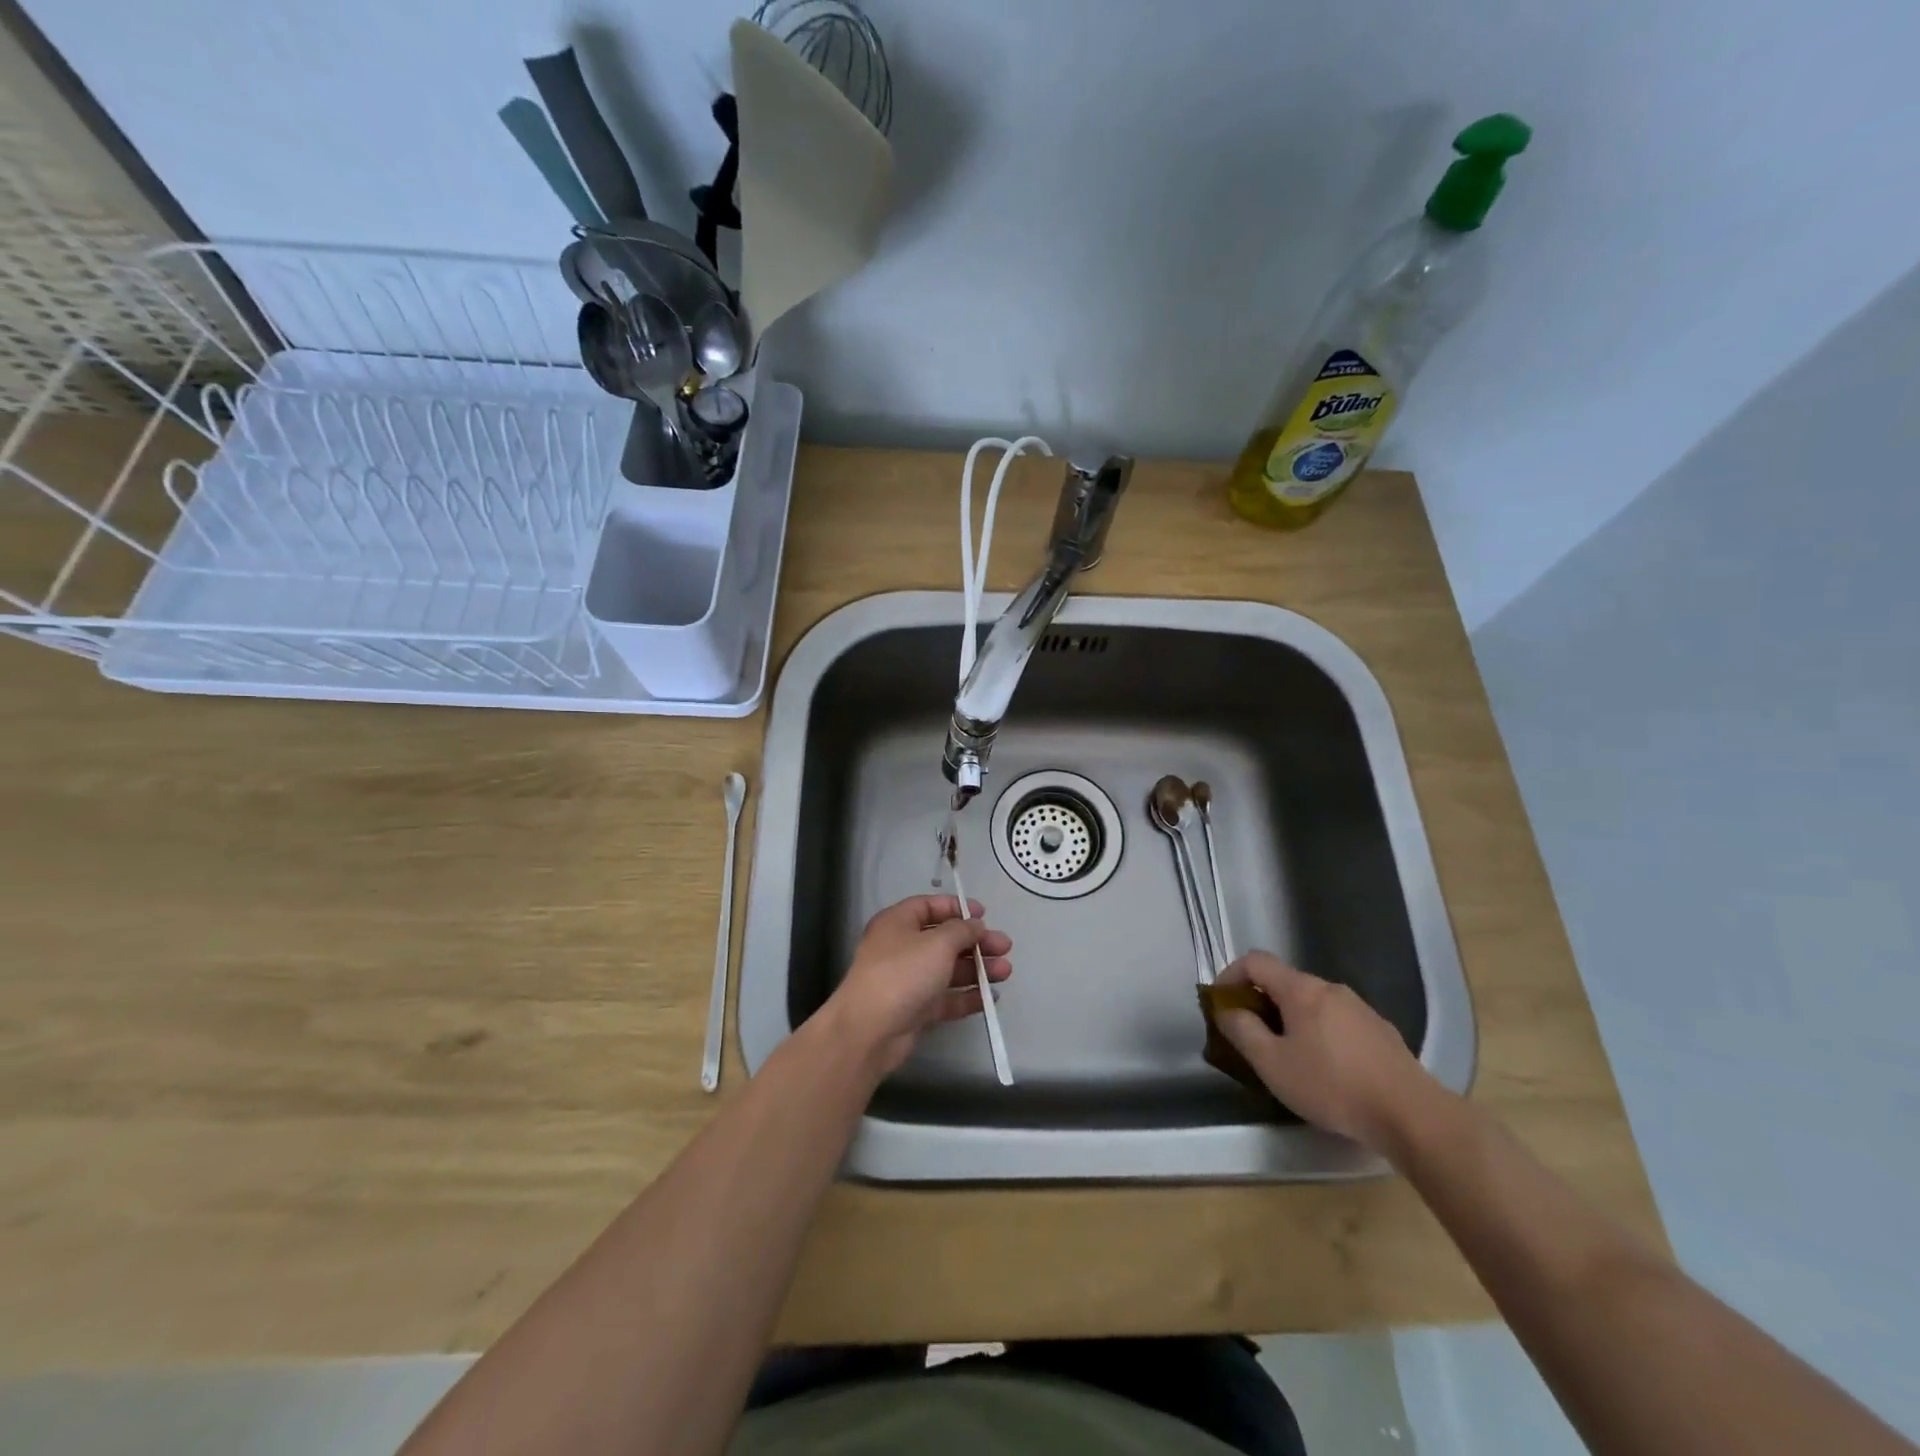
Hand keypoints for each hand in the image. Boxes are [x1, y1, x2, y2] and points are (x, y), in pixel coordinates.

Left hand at [823, 895, 1012, 1075]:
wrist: (870, 1030)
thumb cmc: (903, 974)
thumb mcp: (937, 943)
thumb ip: (961, 931)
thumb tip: (975, 924)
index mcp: (898, 923)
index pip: (929, 906)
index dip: (956, 908)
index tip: (984, 914)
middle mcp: (901, 948)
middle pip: (944, 939)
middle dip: (976, 943)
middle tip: (1004, 947)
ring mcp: (908, 981)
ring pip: (948, 970)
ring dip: (977, 969)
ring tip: (1005, 972)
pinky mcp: (915, 1009)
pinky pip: (945, 998)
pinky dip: (967, 996)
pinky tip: (990, 998)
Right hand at [1213, 951, 1432, 1155]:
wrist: (1412, 1115)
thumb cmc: (1332, 1086)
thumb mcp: (1272, 1064)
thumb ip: (1242, 1031)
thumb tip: (1227, 1010)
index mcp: (1301, 989)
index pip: (1255, 961)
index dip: (1230, 975)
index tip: (1220, 1004)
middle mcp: (1331, 989)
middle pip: (1284, 982)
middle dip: (1260, 1003)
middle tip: (1251, 1037)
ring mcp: (1360, 1009)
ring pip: (1312, 1004)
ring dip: (1291, 1020)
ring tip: (1288, 1057)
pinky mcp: (1382, 1032)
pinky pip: (1337, 1022)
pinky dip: (1319, 1034)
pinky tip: (1327, 1070)